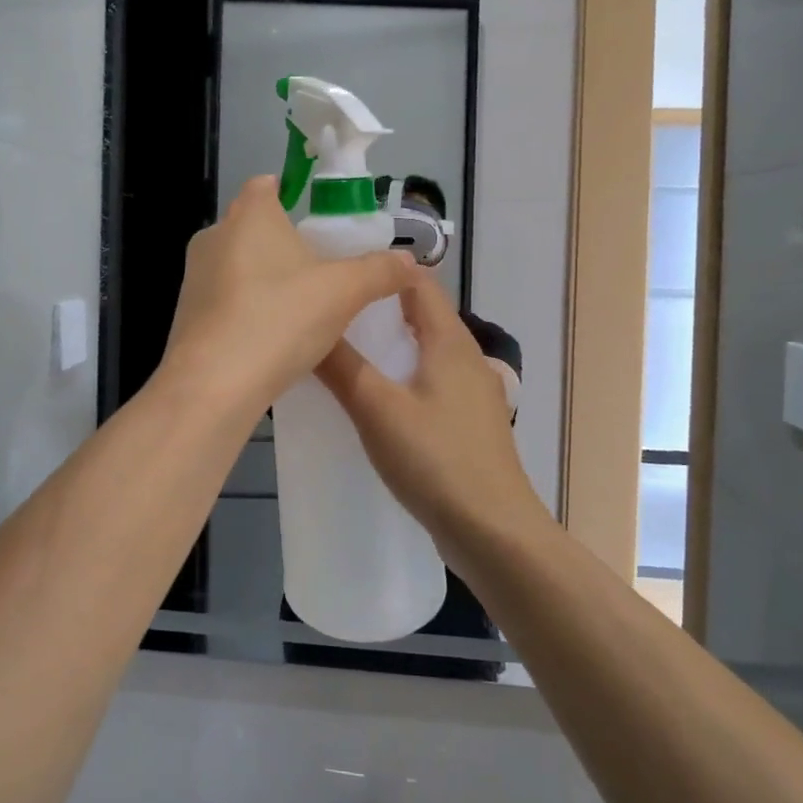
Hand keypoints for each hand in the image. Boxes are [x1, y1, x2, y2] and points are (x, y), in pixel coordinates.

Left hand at [162, 176, 413, 411]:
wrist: (213, 385)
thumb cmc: (280, 319)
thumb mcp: (344, 293)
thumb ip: (379, 272)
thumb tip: (410, 261)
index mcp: (249, 214)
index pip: (266, 184)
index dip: (291, 194)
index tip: (318, 221)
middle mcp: (214, 235)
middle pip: (253, 226)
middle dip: (283, 242)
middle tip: (321, 268)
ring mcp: (194, 275)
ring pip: (237, 263)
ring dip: (265, 277)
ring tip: (300, 305)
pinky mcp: (186, 312)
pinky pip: (225, 297)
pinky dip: (246, 306)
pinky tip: (271, 335)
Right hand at [315, 271, 547, 546]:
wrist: (494, 532)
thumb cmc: (436, 460)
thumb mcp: (377, 409)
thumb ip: (341, 366)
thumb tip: (308, 323)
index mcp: (450, 341)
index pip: (418, 281)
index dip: (381, 270)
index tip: (337, 271)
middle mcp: (466, 356)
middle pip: (421, 314)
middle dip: (377, 307)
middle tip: (329, 310)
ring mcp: (472, 391)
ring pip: (424, 349)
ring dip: (388, 343)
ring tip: (342, 348)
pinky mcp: (468, 422)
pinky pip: (429, 381)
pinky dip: (401, 375)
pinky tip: (374, 398)